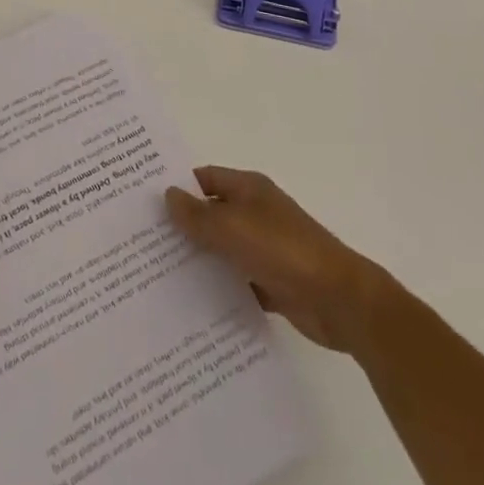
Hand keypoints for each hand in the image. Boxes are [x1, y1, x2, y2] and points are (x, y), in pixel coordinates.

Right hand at [165, 166, 390, 354]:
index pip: (204, 179)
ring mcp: (265, 248)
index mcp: (248, 189)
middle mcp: (255, 213)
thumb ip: (198, 215)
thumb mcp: (234, 228)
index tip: (145, 203)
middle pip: (211, 214)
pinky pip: (237, 282)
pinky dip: (219, 289)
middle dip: (183, 227)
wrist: (340, 300)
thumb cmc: (284, 251)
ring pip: (222, 250)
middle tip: (142, 243)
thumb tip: (168, 194)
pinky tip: (191, 305)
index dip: (177, 187)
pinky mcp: (272, 282)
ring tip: (157, 276)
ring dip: (199, 261)